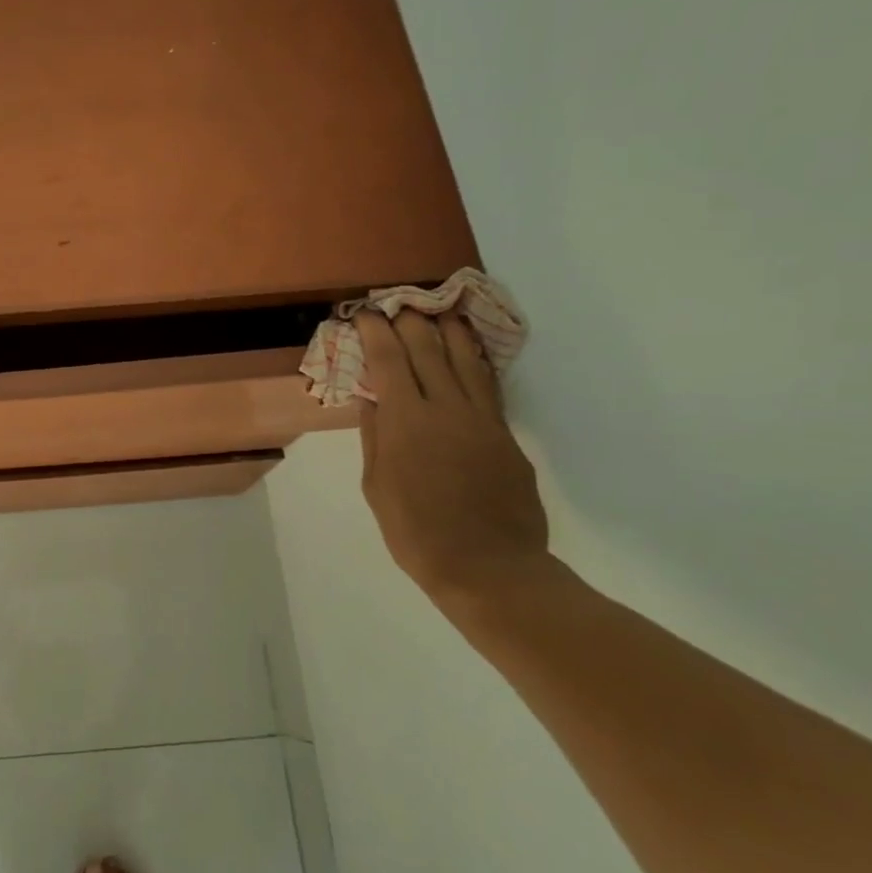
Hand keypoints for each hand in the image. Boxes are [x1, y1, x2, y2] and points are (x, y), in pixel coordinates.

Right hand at [356, 311, 548, 603]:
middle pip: (429, 351)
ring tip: (442, 312)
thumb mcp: (377, 485)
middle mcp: (446, 409)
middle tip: (400, 305)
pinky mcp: (506, 436)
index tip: (365, 314)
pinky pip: (489, 387)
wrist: (488, 567)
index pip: (389, 361)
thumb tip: (372, 400)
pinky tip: (471, 354)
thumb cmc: (415, 531)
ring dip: (451, 333)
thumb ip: (375, 437)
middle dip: (411, 322)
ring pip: (466, 361)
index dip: (376, 332)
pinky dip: (477, 363)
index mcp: (406, 421)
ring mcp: (482, 420)